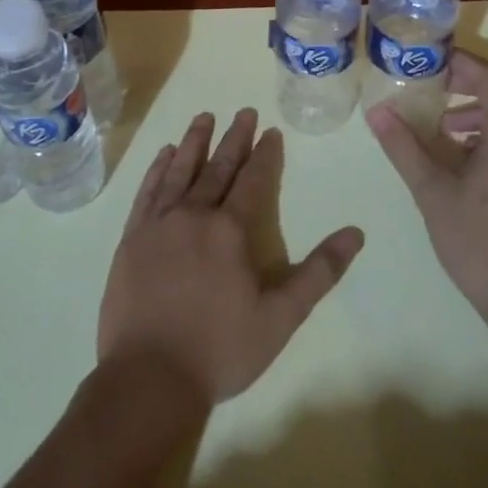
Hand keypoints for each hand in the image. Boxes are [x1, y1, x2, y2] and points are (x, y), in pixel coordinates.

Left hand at [98, 109, 364, 405]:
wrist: (149, 376)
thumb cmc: (220, 349)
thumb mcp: (281, 318)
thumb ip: (318, 273)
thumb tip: (356, 234)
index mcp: (231, 230)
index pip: (253, 180)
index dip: (264, 154)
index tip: (271, 131)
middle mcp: (194, 215)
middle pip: (217, 167)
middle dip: (233, 138)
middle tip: (243, 111)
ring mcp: (158, 224)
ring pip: (179, 171)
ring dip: (193, 142)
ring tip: (204, 117)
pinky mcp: (131, 238)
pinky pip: (147, 192)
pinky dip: (157, 170)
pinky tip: (163, 155)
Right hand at [365, 51, 487, 328]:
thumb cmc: (478, 244)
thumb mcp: (432, 192)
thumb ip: (404, 146)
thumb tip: (375, 111)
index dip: (460, 63)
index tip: (428, 60)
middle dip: (473, 80)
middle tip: (436, 84)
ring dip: (486, 107)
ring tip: (445, 127)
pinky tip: (469, 155)